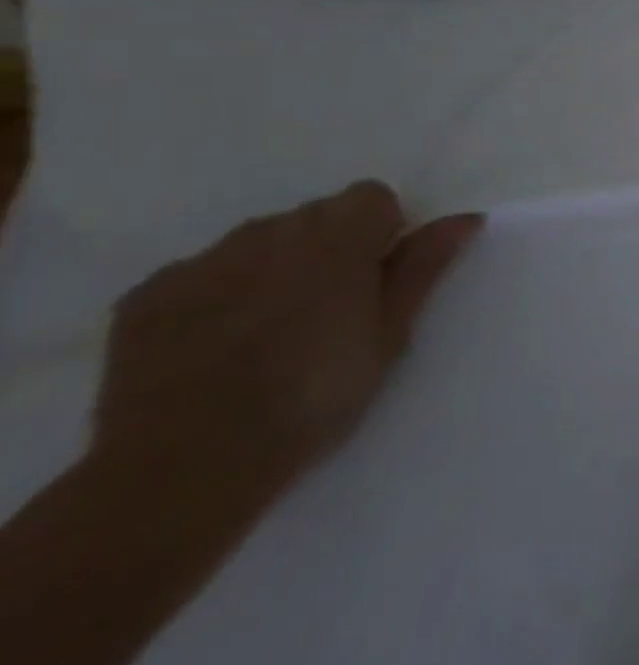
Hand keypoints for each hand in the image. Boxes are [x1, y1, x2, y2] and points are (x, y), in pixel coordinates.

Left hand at [94, 182, 482, 498]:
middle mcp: (268, 233)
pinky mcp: (146, 296)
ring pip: (258, 242)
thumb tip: (466, 217)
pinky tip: (217, 345)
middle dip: (330, 248)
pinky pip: (201, 275)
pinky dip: (217, 295)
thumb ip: (424, 266)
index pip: (372, 196)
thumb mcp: (391, 334)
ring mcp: (201, 263)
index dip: (383, 231)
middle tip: (331, 310)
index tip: (377, 279)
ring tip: (271, 330)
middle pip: (315, 215)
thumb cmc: (314, 397)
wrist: (185, 468)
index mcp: (336, 238)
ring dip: (275, 268)